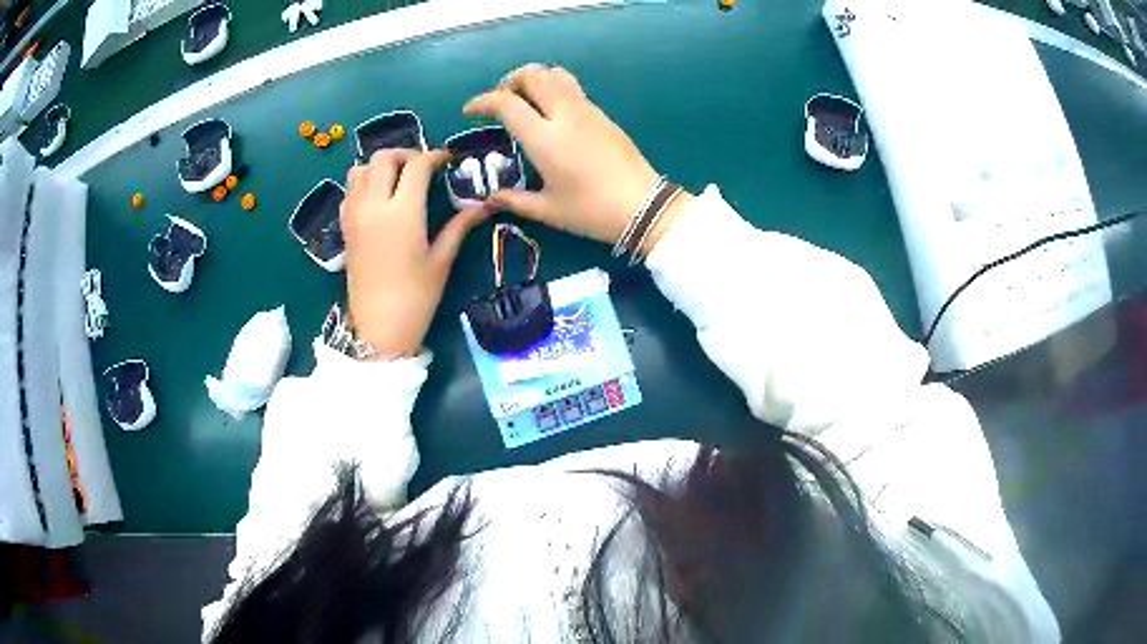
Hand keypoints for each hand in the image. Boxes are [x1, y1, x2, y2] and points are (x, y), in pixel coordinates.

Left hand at [340, 149, 489, 356]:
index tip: (447, 161)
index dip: (434, 156)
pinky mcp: (345, 227)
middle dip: (405, 154)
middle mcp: (374, 205)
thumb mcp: (441, 260)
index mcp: (403, 212)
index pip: (416, 165)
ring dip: (380, 166)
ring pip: (360, 169)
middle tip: (421, 168)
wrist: (378, 327)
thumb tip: (483, 205)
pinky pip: (349, 190)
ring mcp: (355, 215)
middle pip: (383, 158)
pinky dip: (363, 183)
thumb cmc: (416, 297)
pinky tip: (378, 198)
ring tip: (397, 179)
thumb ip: (459, 226)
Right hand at [464, 64, 692, 255]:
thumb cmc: (591, 211)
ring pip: (556, 74)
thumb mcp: (548, 210)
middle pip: (532, 75)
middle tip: (501, 101)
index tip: (470, 111)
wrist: (643, 206)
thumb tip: (491, 198)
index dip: (482, 102)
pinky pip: (573, 88)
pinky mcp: (602, 114)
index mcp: (544, 137)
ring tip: (526, 100)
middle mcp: (564, 114)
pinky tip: (552, 114)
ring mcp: (587, 110)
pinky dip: (554, 89)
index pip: (506, 102)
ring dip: (534, 79)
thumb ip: (514, 200)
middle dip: (509, 81)